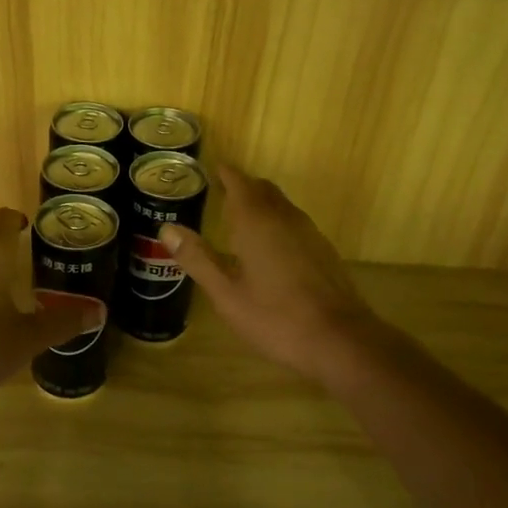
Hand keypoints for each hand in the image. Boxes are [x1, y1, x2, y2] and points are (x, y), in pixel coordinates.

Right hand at [160, 167, 383, 385]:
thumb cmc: (275, 317)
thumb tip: (167, 228)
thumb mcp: (226, 293)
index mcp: (256, 222)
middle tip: (221, 191)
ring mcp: (309, 233)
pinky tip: (269, 246)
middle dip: (243, 186)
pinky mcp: (323, 251)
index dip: (226, 173)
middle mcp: (284, 218)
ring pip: (281, 205)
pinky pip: (294, 223)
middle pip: (263, 190)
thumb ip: (197, 258)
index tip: (212, 168)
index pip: (239, 183)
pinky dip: (276, 221)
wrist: (340, 340)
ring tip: (240, 216)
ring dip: (261, 203)